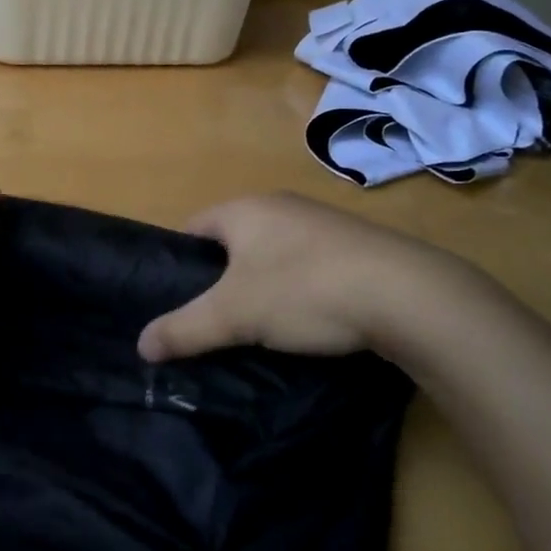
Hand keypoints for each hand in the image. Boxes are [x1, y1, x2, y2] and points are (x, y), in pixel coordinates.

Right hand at [137, 192, 480, 361]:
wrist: (410, 296)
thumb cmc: (304, 290)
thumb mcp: (233, 315)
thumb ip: (183, 329)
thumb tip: (140, 345)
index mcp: (244, 209)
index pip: (192, 229)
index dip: (177, 263)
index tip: (174, 301)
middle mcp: (280, 206)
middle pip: (232, 243)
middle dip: (220, 279)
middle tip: (213, 321)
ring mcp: (322, 224)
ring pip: (272, 256)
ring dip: (262, 286)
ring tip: (258, 328)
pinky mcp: (356, 247)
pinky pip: (309, 266)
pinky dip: (299, 291)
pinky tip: (307, 322)